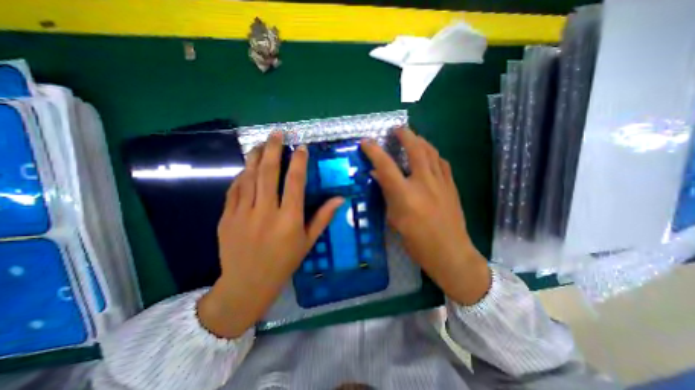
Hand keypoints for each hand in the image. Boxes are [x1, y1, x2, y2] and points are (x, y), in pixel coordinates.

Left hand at [197, 130, 342, 337]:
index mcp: (289, 218)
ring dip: (255, 157)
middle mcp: (266, 211)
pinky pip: (234, 190)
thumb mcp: (308, 242)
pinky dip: (241, 176)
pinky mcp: (227, 217)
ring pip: (248, 177)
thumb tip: (340, 199)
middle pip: (268, 172)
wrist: (247, 283)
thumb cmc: (284, 262)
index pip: (294, 182)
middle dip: (273, 149)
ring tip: (260, 144)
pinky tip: (246, 168)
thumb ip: (323, 217)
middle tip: (276, 133)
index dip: (298, 161)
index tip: (300, 147)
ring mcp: (243, 213)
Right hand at [361, 128, 490, 303]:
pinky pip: (442, 162)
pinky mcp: (451, 186)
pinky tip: (429, 155)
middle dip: (405, 134)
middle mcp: (424, 183)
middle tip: (397, 129)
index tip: (366, 142)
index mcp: (405, 194)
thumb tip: (378, 176)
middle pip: (415, 149)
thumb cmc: (417, 242)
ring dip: (420, 140)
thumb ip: (387, 195)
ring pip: (431, 152)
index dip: (374, 151)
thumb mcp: (395, 220)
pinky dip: (433, 154)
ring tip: (412, 137)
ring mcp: (441, 183)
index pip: (385, 166)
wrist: (451, 253)